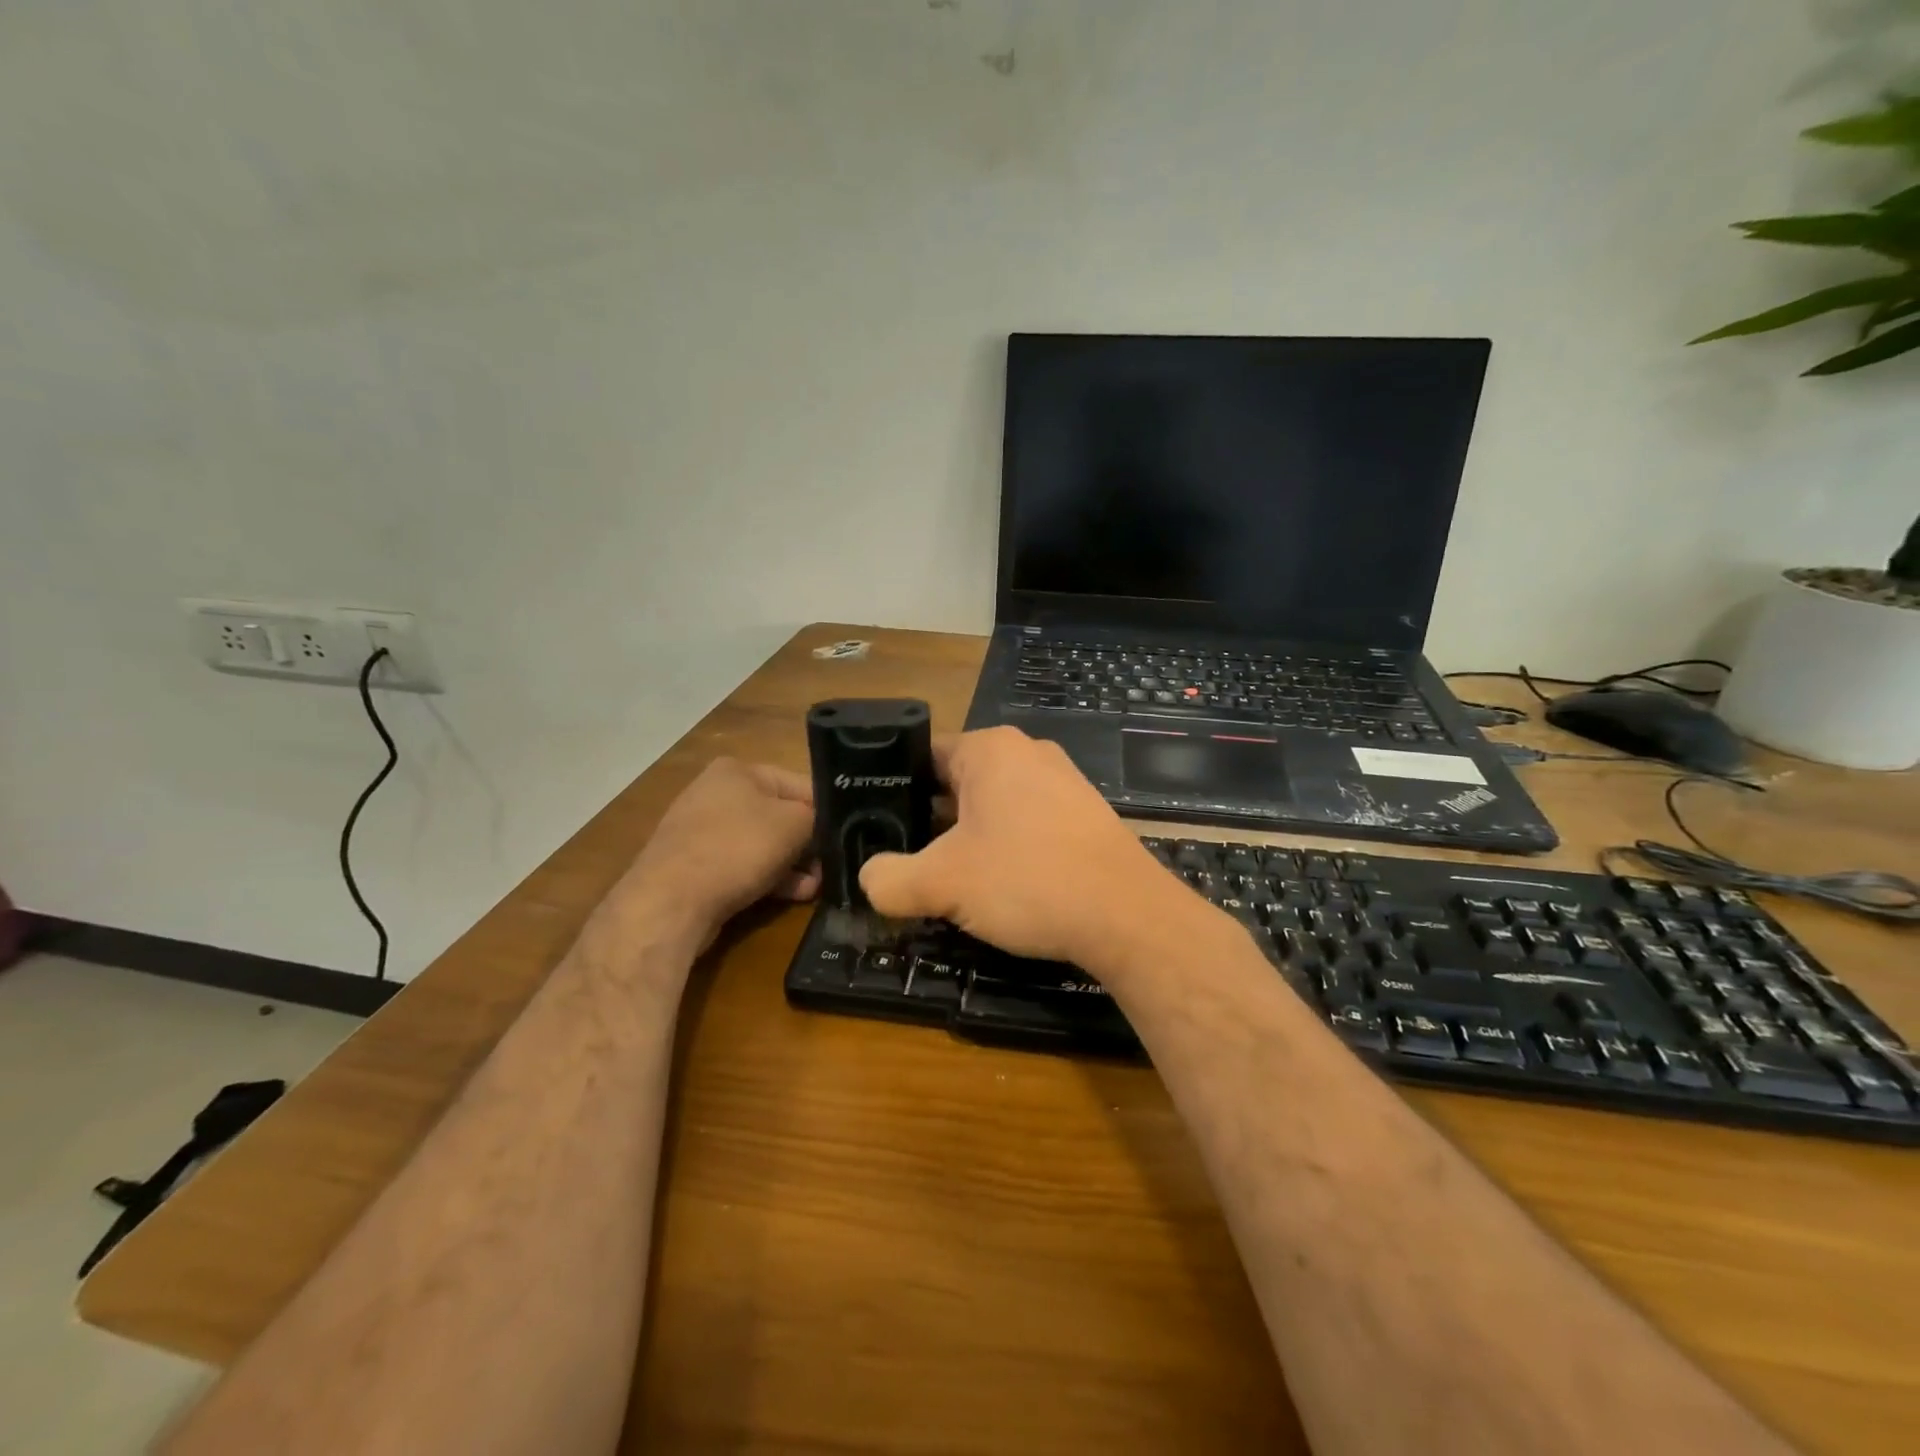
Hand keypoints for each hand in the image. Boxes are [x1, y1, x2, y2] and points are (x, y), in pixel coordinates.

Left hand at [613, 758, 819, 950]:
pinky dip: (769, 877)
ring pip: (763, 844)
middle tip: (830, 867)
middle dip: (807, 843)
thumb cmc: (738, 848)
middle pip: (780, 815)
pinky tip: (793, 895)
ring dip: (792, 864)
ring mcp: (702, 831)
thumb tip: (823, 827)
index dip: (826, 810)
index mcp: (737, 770)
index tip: (846, 836)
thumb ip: (817, 818)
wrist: (671, 901)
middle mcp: (716, 793)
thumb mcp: (794, 824)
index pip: (799, 784)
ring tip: (815, 887)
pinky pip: (743, 866)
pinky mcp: (695, 866)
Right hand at [859, 727, 1187, 969]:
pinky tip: (1002, 886)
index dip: (893, 792)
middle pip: (957, 782)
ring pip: (993, 805)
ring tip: (949, 880)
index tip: (875, 829)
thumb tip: (869, 879)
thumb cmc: (1028, 881)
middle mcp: (1027, 752)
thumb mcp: (942, 884)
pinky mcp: (1084, 814)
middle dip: (930, 821)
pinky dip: (1007, 847)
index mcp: (989, 748)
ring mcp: (1062, 781)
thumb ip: (889, 880)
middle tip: (907, 861)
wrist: (1127, 916)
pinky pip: (1027, 822)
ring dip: (968, 839)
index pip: (922, 756)